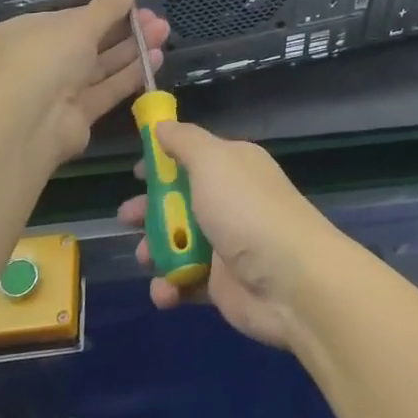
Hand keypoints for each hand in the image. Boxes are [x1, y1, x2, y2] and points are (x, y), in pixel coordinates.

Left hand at [0, 0, 167, 166]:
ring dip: (132, 49)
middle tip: (156, 19)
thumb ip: (107, 7)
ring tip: (163, 32)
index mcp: (26, 33)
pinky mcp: (76, 115)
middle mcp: (39, 61)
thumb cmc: (45, 58)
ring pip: (100, 66)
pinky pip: (106, 90)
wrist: (28, 123)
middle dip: (124, 29)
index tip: (133, 3)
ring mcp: (57, 91)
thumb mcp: (78, 24)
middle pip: (88, 42)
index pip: (69, 18)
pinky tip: (156, 58)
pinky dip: (129, 75)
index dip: (102, 10)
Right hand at [118, 121, 350, 349]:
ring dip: (155, 251)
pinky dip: (170, 287)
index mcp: (234, 166)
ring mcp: (227, 244)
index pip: (193, 156)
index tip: (135, 172)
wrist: (291, 281)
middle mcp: (231, 201)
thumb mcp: (212, 160)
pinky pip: (185, 281)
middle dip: (149, 209)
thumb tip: (161, 125)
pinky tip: (166, 292)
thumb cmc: (246, 211)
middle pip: (180, 200)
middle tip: (126, 218)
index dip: (163, 161)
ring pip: (178, 243)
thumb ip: (184, 141)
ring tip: (145, 258)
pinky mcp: (222, 284)